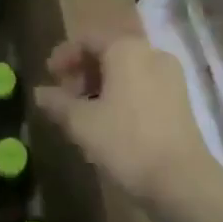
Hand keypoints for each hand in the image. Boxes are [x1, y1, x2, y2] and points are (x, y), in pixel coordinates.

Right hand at [33, 34, 216, 208]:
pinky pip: (143, 84)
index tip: (49, 76)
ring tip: (85, 112)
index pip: (87, 39)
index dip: (64, 55)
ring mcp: (170, 75)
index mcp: (125, 48)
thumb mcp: (82, 124)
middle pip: (108, 52)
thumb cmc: (127, 143)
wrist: (183, 182)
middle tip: (65, 97)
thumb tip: (39, 92)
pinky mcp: (181, 99)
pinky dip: (123, 94)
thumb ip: (58, 103)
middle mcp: (150, 52)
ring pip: (127, 69)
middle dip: (83, 71)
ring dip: (102, 84)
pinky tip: (112, 121)